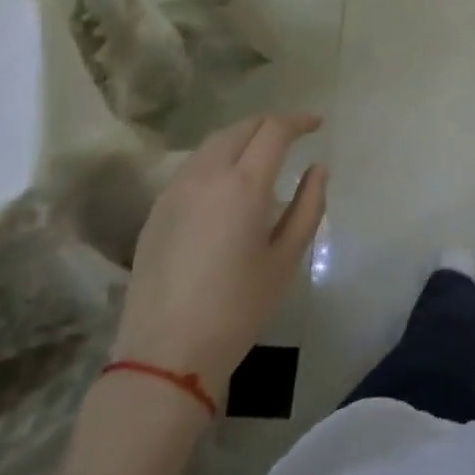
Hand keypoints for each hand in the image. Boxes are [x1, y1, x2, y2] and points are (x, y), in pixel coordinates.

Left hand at [112, 114, 327, 386]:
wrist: (167, 352)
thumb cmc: (238, 308)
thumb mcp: (286, 258)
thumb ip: (308, 205)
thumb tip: (318, 168)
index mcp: (243, 185)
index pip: (273, 131)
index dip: (298, 121)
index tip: (317, 125)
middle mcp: (206, 175)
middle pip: (241, 128)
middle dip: (270, 123)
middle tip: (293, 134)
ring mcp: (175, 189)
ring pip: (213, 143)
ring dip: (242, 137)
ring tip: (263, 153)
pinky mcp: (157, 208)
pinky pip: (193, 166)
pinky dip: (218, 158)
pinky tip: (228, 181)